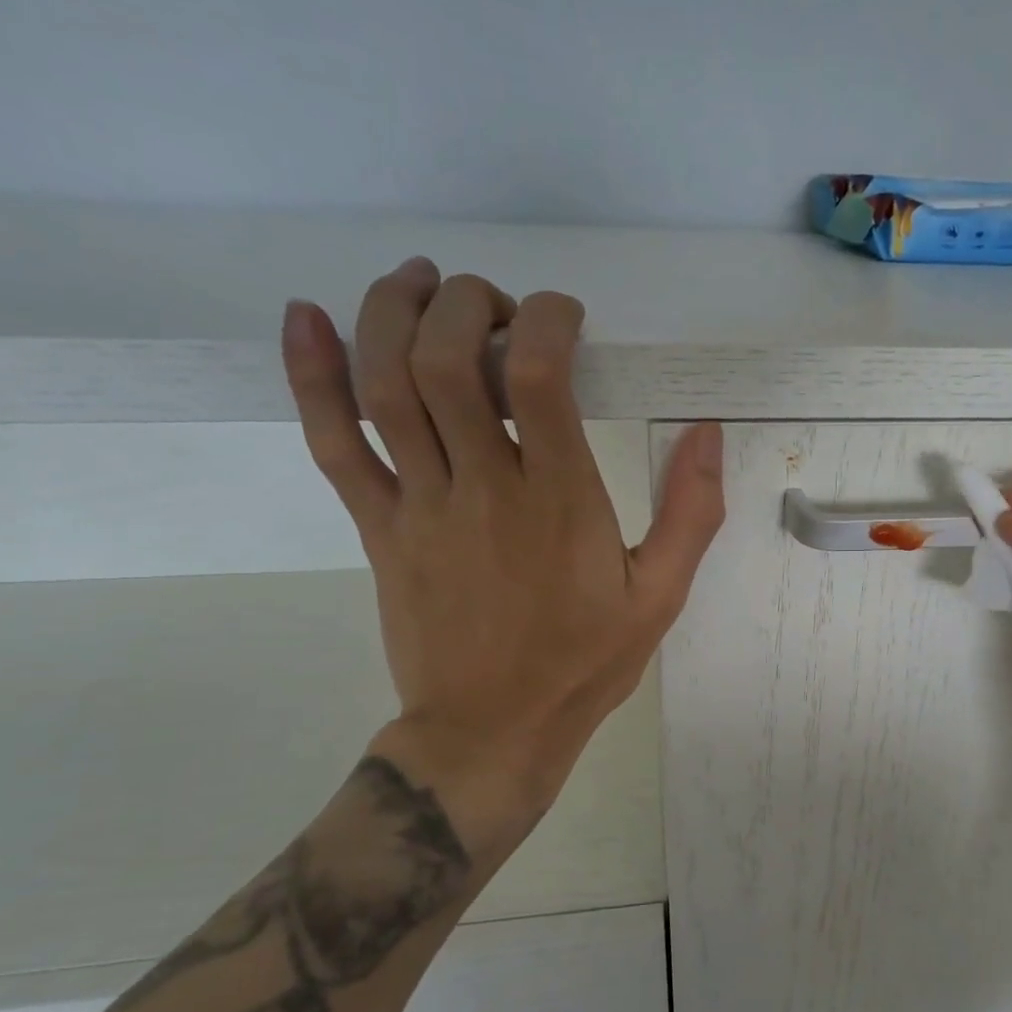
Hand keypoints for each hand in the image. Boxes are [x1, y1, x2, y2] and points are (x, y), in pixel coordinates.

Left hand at [280, 258, 724, 848]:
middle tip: (494, 302)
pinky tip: (305, 319)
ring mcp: (419, 505)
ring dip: (391, 314)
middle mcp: (482, 488)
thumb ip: (690, 512)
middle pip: (447, 361)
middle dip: (466, 303)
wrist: (491, 731)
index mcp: (558, 501)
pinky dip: (311, 376)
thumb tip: (707, 432)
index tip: (565, 316)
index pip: (539, 376)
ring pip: (384, 387)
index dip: (547, 320)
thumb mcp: (659, 595)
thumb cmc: (583, 663)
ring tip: (417, 280)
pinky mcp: (377, 527)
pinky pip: (333, 442)